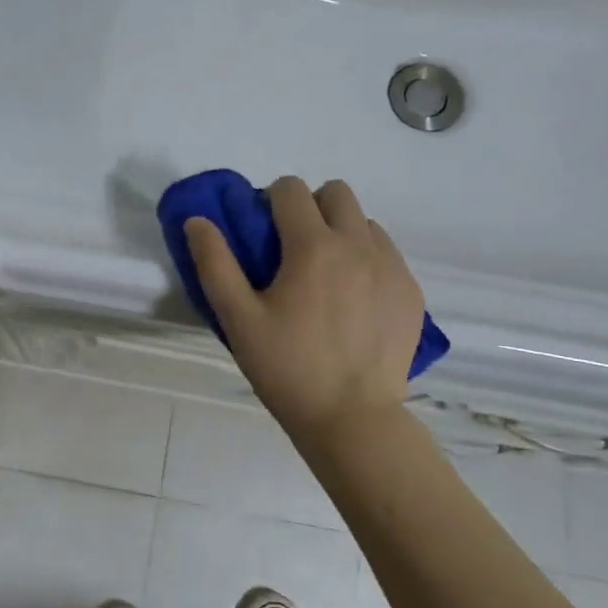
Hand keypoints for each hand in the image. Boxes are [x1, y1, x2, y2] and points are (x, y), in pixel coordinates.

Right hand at [186, 177, 423, 437]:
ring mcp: (392, 267)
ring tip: (326, 277)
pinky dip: (367, 260)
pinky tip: (353, 302)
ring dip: (341, 232)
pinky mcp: (411, 291)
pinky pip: (387, 253)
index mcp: (313, 247)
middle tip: (294, 249)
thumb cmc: (287, 369)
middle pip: (336, 192)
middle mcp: (358, 244)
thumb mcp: (239, 320)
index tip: (263, 232)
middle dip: (310, 206)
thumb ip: (215, 264)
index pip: (291, 189)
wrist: (352, 418)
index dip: (270, 201)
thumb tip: (197, 220)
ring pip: (364, 222)